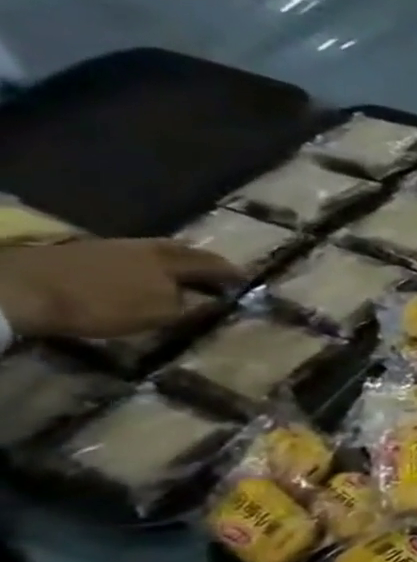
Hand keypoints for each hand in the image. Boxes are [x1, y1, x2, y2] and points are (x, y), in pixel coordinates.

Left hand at [0, 238, 238, 338]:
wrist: (23, 288)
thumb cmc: (104, 304)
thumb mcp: (159, 314)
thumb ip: (190, 306)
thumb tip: (210, 300)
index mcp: (172, 261)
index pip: (213, 265)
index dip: (232, 273)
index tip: (248, 280)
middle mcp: (148, 248)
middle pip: (183, 251)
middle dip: (203, 262)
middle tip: (217, 273)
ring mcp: (114, 247)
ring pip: (156, 252)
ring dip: (173, 263)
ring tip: (181, 276)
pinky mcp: (86, 252)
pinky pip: (132, 257)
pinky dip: (146, 266)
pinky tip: (144, 276)